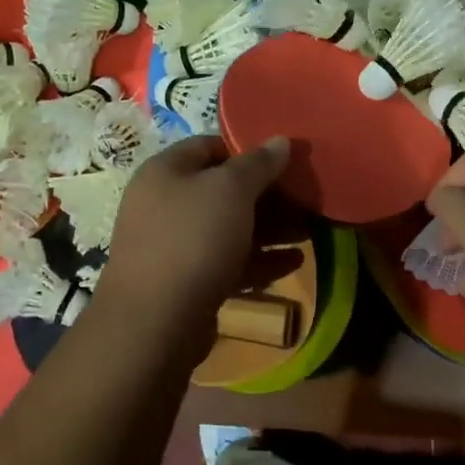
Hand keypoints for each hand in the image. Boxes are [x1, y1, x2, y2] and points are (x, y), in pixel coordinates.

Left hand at [101, 135, 303, 340]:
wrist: (155, 324)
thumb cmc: (192, 239)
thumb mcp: (231, 190)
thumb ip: (258, 163)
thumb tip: (280, 140)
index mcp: (166, 172)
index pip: (211, 146)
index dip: (249, 150)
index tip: (286, 160)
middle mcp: (165, 204)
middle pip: (223, 190)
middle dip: (267, 195)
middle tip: (306, 198)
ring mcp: (174, 246)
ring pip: (229, 228)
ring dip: (270, 229)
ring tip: (310, 230)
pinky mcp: (187, 283)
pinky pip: (228, 262)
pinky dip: (259, 259)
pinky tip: (295, 262)